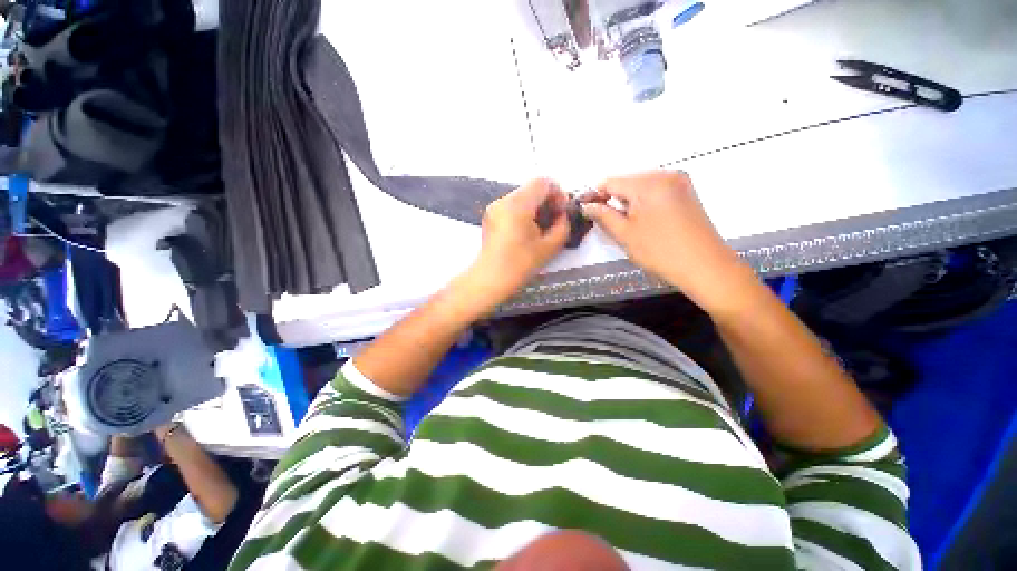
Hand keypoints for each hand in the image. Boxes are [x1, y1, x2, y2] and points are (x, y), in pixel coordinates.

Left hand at [465, 178, 570, 307]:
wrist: (491, 278)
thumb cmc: (521, 264)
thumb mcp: (550, 247)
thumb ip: (563, 226)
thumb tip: (562, 216)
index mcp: (518, 205)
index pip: (543, 182)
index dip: (558, 194)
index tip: (561, 213)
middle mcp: (504, 200)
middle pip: (532, 188)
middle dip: (547, 201)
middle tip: (554, 221)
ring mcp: (494, 206)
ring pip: (522, 196)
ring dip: (536, 207)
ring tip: (540, 228)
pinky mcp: (490, 215)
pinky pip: (512, 205)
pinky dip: (524, 212)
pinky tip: (526, 231)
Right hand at [581, 171, 749, 311]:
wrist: (705, 266)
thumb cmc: (660, 251)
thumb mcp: (625, 234)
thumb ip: (603, 216)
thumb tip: (586, 206)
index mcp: (648, 182)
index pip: (611, 182)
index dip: (596, 197)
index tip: (590, 214)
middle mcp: (665, 174)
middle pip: (627, 182)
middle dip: (615, 200)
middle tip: (612, 225)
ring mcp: (679, 182)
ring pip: (641, 187)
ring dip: (630, 203)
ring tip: (631, 226)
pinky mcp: (687, 192)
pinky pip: (656, 191)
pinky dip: (645, 203)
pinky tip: (647, 222)